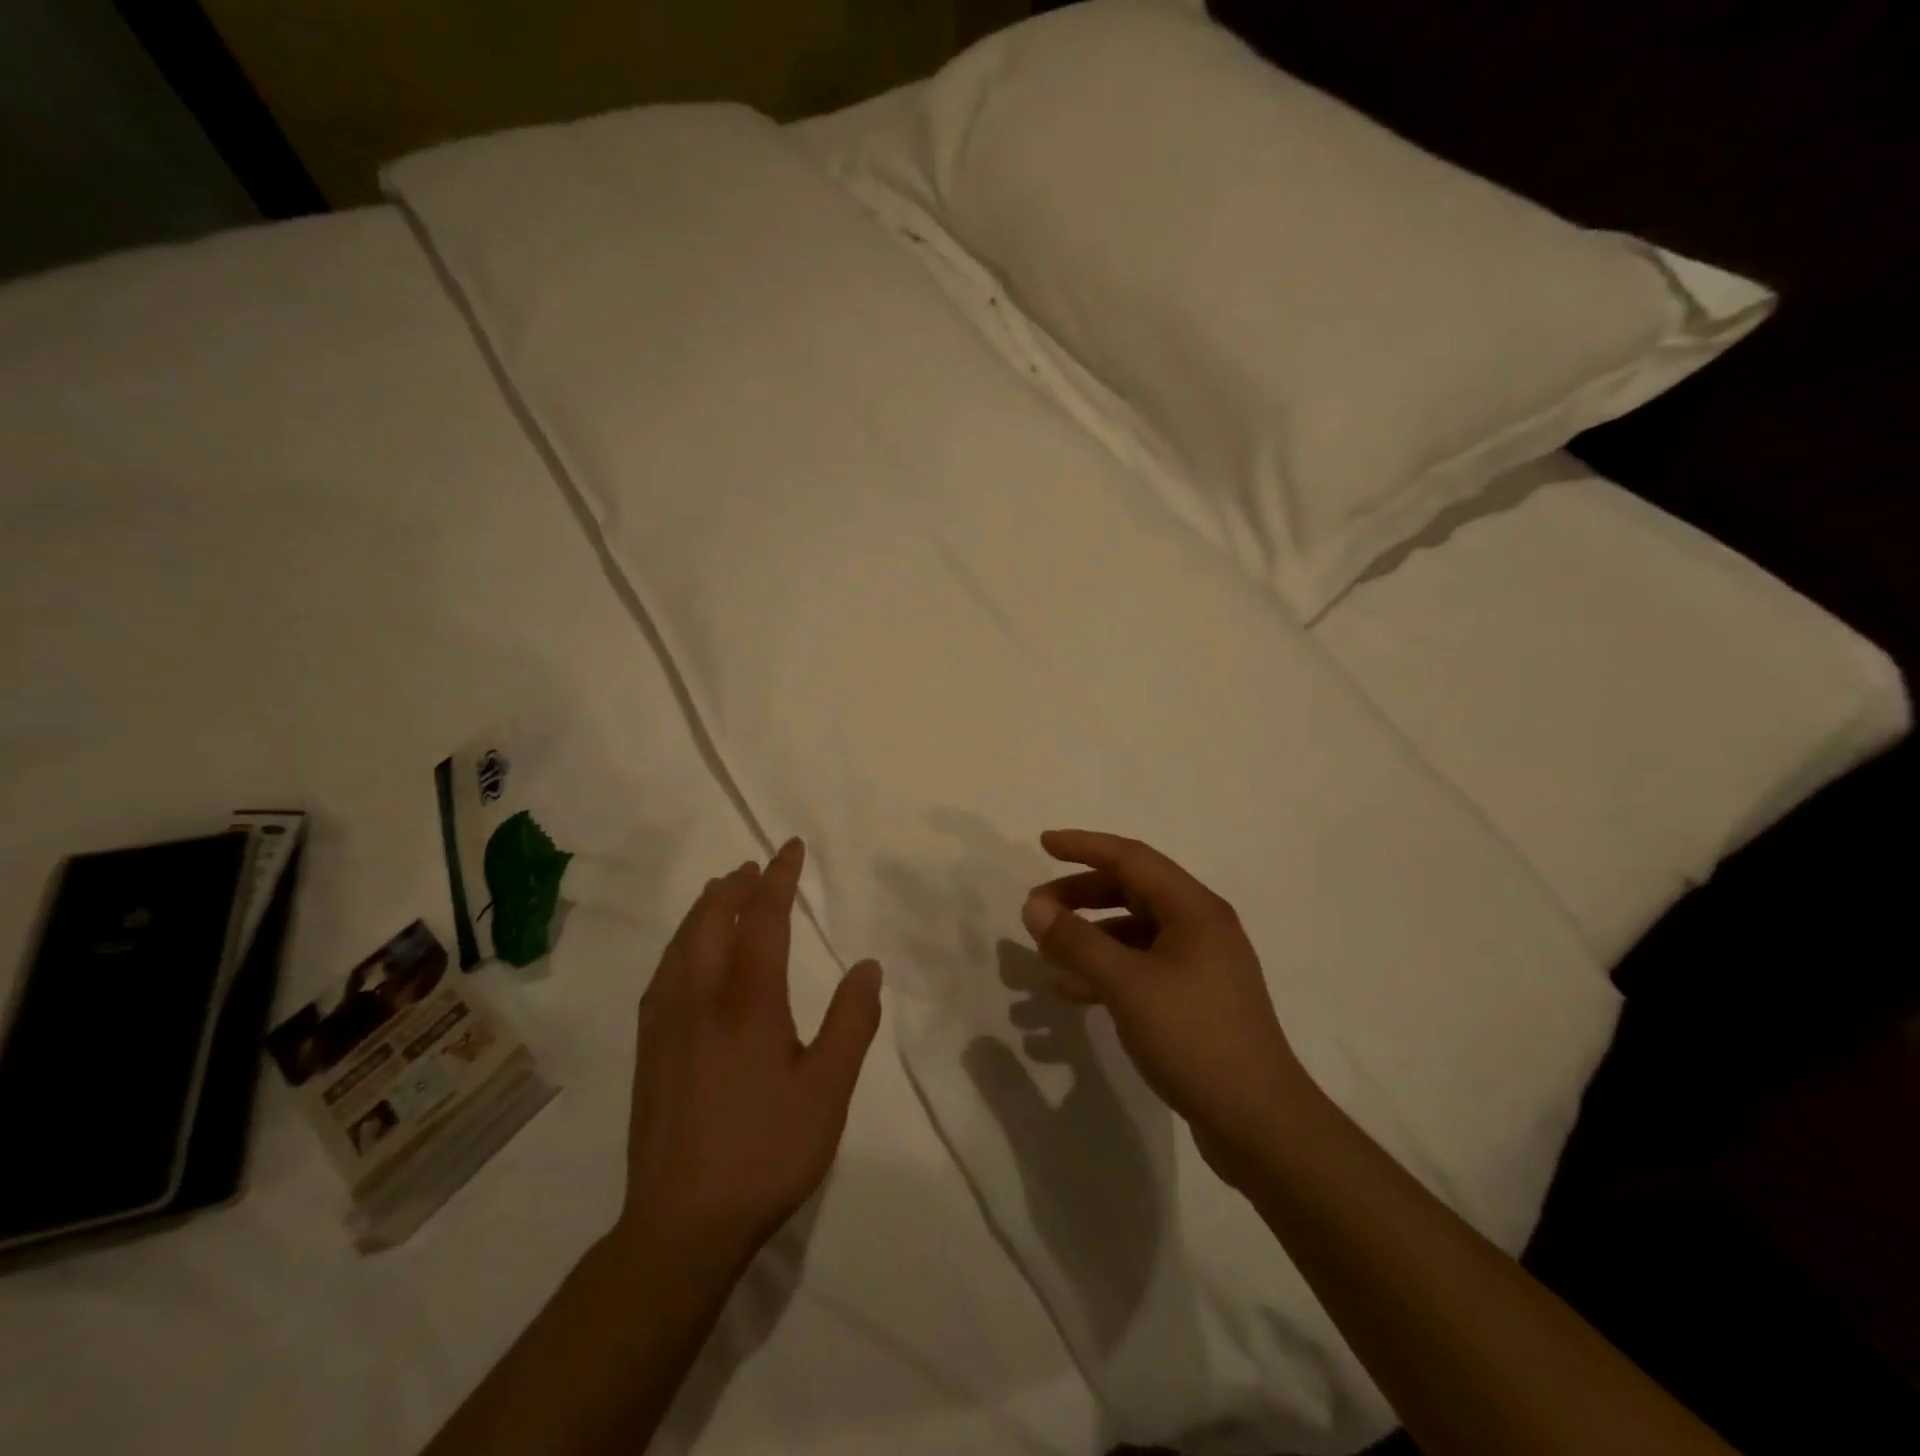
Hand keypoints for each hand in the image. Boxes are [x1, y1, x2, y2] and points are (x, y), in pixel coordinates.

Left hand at [618, 838, 882, 1271]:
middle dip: (735, 886)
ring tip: (722, 891)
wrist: (681, 1224)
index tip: (789, 848)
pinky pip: (665, 970)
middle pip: (712, 920)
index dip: (778, 879)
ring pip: (682, 943)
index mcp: (748, 1001)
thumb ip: (852, 1022)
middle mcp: (699, 998)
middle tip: (755, 867)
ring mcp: (666, 1022)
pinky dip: (683, 941)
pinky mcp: (649, 1048)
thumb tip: (867, 966)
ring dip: (705, 908)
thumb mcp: (828, 1090)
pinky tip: (687, 954)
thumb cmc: (766, 1151)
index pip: (762, 919)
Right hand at [1020, 829, 1308, 1187]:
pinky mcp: (1193, 999)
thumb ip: (1077, 942)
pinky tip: (1071, 990)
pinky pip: (1139, 967)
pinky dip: (1105, 969)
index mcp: (1194, 909)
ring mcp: (1199, 965)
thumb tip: (1034, 906)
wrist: (1259, 1123)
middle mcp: (1200, 927)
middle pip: (1132, 891)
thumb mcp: (1128, 985)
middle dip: (1081, 895)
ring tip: (1046, 952)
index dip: (1085, 846)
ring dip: (1089, 936)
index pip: (1132, 858)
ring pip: (1132, 932)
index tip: (1042, 843)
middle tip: (1036, 908)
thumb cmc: (1195, 1038)